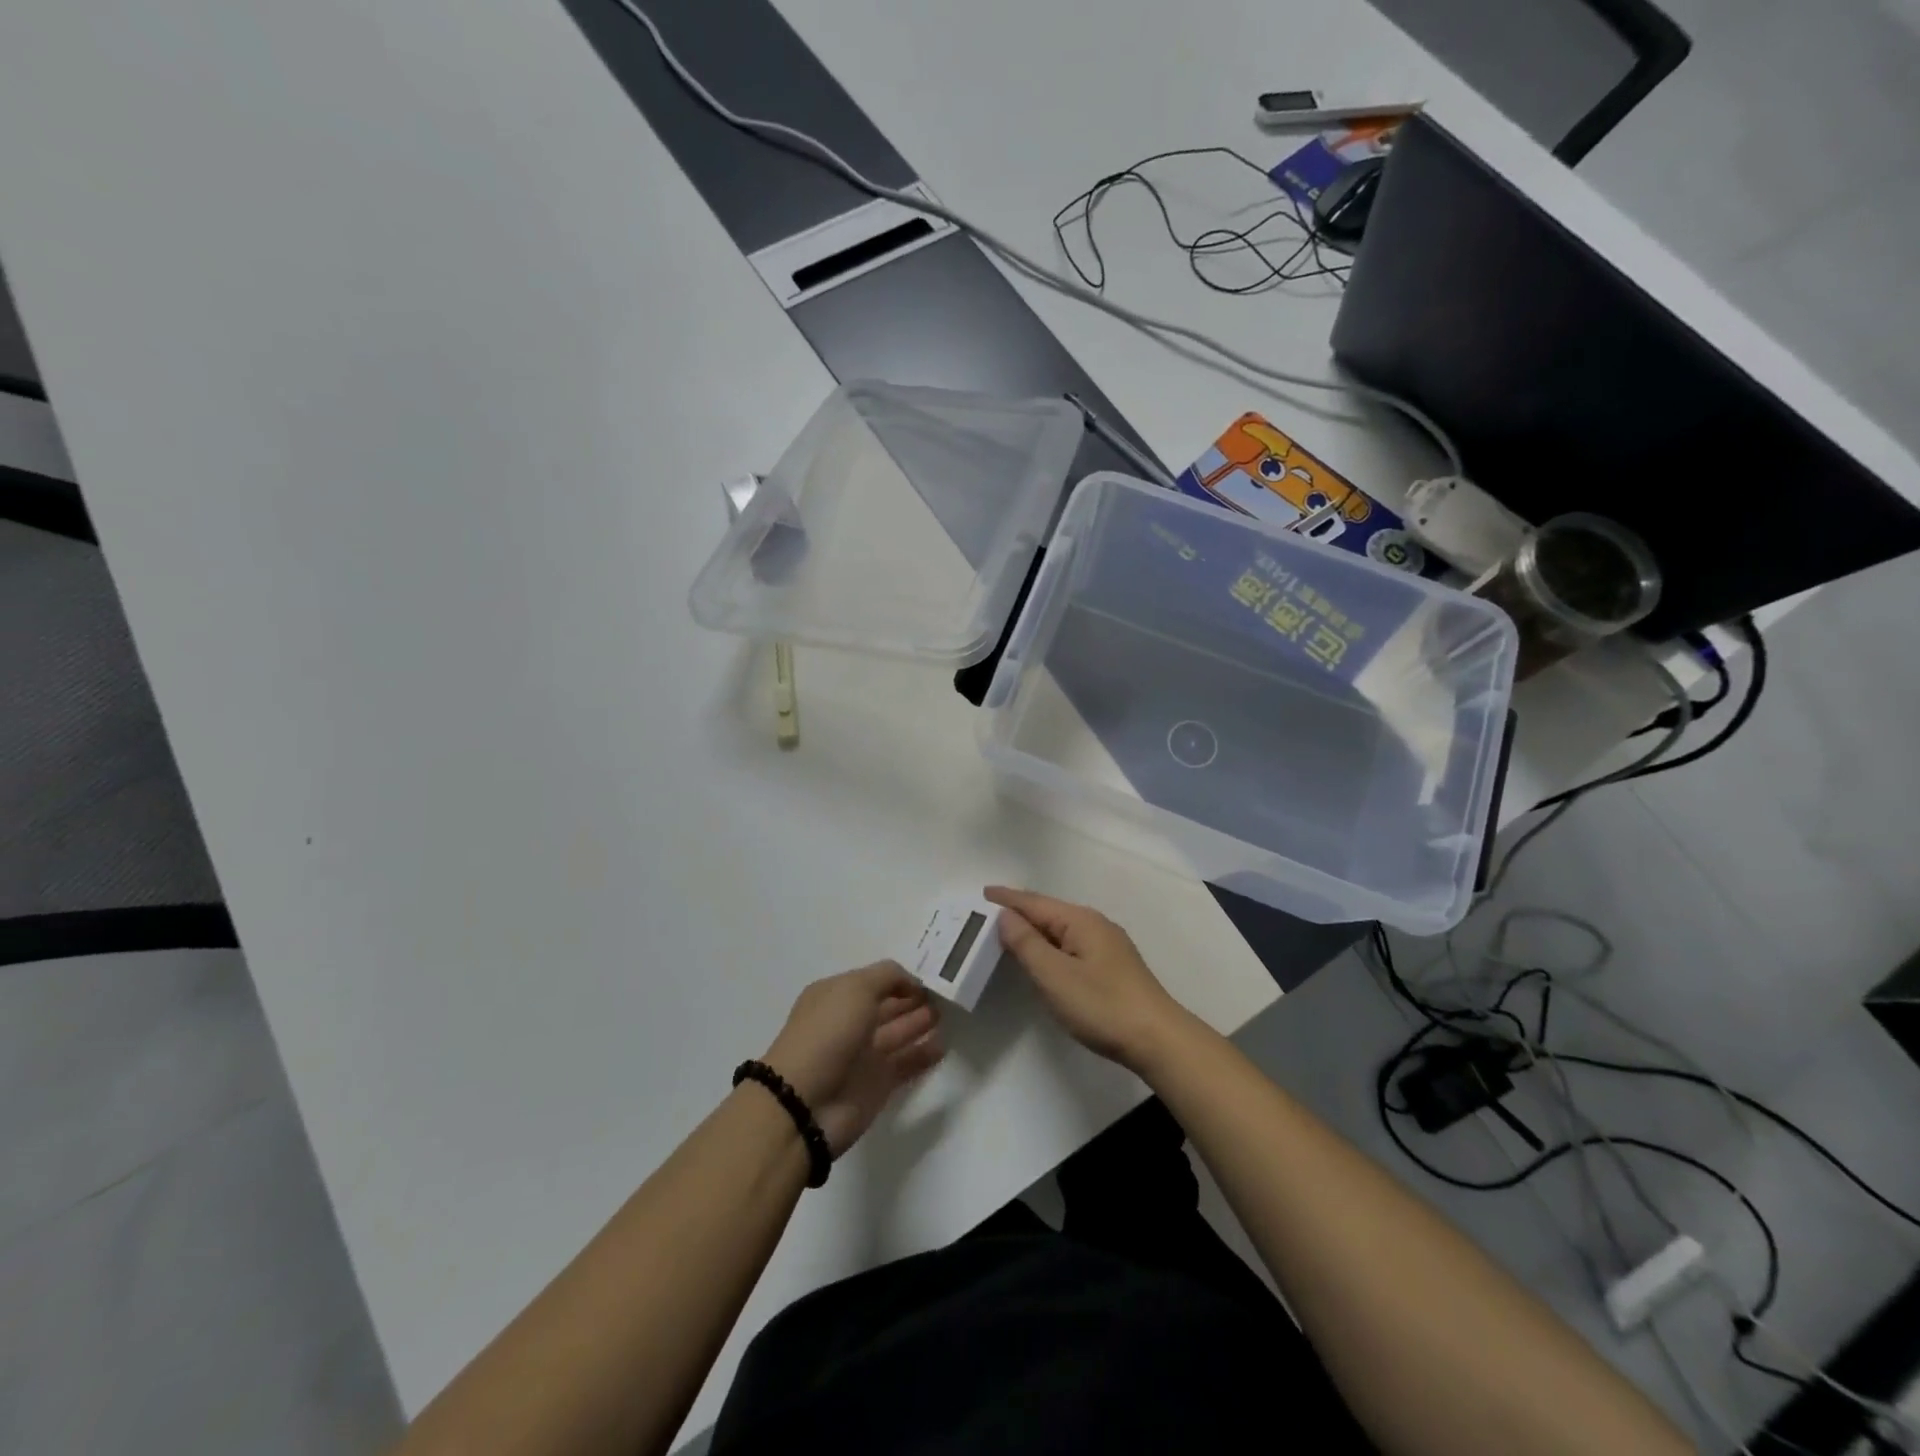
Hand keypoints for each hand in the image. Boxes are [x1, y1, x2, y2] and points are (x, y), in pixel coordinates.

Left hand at [762, 962, 943, 1156]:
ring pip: (899, 1034)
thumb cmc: (828, 1034)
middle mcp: (849, 1023)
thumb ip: (888, 977)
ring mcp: (863, 1055)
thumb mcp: (856, 988)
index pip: (874, 981)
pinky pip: (906, 1064)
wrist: (806, 1103)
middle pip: (888, 1007)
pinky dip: (923, 1055)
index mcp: (836, 996)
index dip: (900, 979)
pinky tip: (943, 1045)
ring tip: (948, 1016)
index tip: (929, 977)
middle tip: (945, 996)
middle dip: (913, 1000)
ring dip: (921, 1024)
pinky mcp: (877, 1085)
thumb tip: (912, 983)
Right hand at [986, 887, 1189, 1071]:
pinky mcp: (1112, 966)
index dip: (1007, 898)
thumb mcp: (1055, 975)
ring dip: (1035, 929)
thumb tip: (1006, 916)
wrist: (1158, 1039)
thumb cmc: (1102, 1005)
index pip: (1035, 903)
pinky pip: (1071, 944)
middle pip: (1049, 912)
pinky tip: (1044, 955)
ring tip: (1008, 931)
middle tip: (988, 913)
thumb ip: (1027, 944)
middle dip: (1019, 911)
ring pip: (1061, 929)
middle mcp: (1095, 924)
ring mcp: (1107, 945)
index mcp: (1080, 920)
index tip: (982, 892)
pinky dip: (1050, 944)